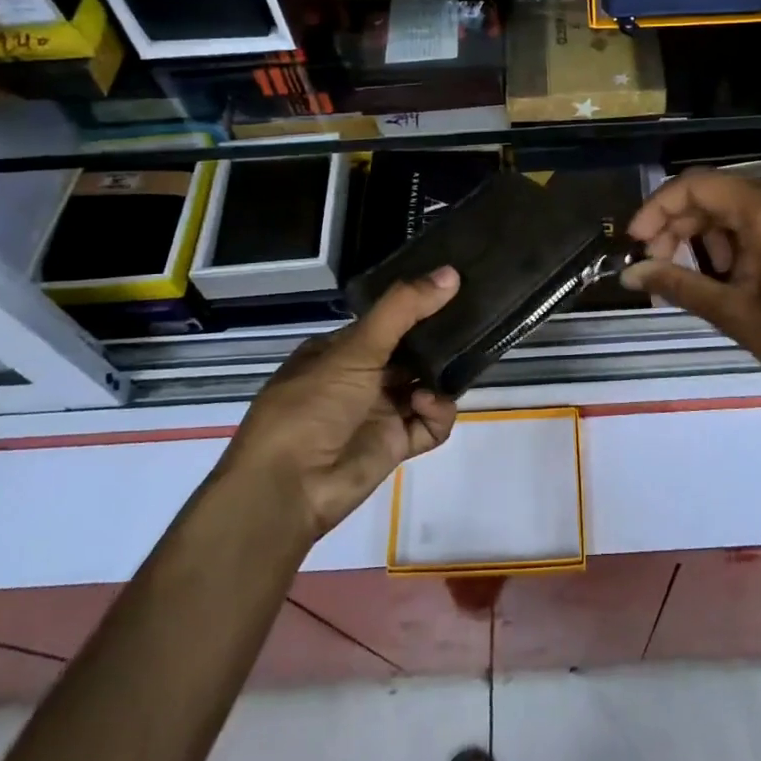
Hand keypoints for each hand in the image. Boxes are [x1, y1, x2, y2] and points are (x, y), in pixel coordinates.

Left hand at [221, 267, 461, 541]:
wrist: (289, 488)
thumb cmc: (312, 405)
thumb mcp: (355, 348)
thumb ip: (403, 309)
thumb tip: (451, 272)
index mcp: (340, 350)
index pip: (388, 320)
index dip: (418, 307)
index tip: (454, 291)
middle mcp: (360, 377)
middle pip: (411, 352)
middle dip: (438, 343)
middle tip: (472, 327)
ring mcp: (379, 412)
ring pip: (426, 386)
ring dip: (441, 379)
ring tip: (451, 371)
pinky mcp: (395, 444)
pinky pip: (431, 423)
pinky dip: (438, 413)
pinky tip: (428, 406)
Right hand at [623, 170, 760, 419]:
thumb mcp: (735, 313)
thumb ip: (678, 284)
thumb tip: (629, 274)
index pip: (696, 185)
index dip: (657, 209)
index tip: (635, 242)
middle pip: (718, 194)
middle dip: (681, 227)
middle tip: (658, 266)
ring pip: (742, 207)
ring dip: (710, 236)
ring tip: (700, 279)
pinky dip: (740, 240)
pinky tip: (732, 275)